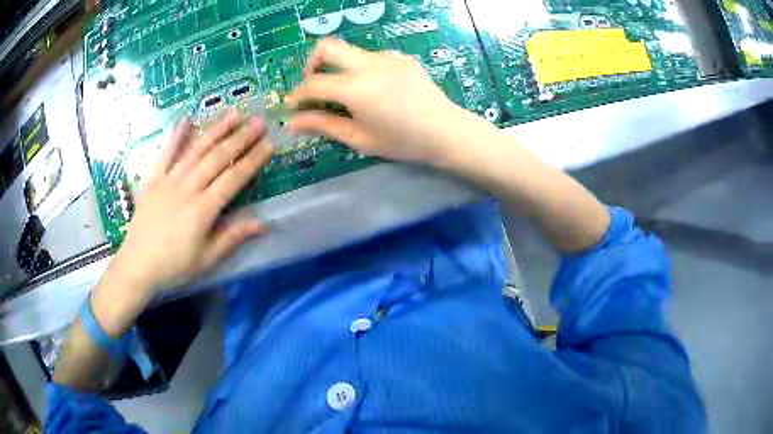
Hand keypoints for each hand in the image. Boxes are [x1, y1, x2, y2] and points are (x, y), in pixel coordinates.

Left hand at [108, 112, 272, 297]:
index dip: (253, 159)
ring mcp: (168, 180)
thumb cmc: (174, 267)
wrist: (137, 266)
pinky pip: (165, 153)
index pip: (234, 178)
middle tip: (259, 121)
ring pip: (196, 150)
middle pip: (218, 158)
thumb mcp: (206, 260)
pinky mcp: (153, 179)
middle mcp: (187, 188)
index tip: (269, 143)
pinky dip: (176, 135)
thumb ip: (232, 237)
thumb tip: (263, 223)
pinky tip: (186, 118)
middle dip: (241, 138)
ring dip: (216, 130)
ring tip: (234, 113)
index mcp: (203, 210)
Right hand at [286, 38, 466, 164]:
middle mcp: (368, 63)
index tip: (291, 105)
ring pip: (349, 51)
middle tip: (314, 86)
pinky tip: (373, 89)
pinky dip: (360, 68)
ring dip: (338, 67)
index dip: (297, 94)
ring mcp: (387, 56)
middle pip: (327, 46)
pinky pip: (371, 56)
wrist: (447, 131)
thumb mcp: (359, 138)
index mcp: (356, 87)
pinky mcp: (401, 57)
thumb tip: (293, 122)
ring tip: (346, 94)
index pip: (313, 83)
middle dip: (311, 64)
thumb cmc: (403, 142)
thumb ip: (323, 125)